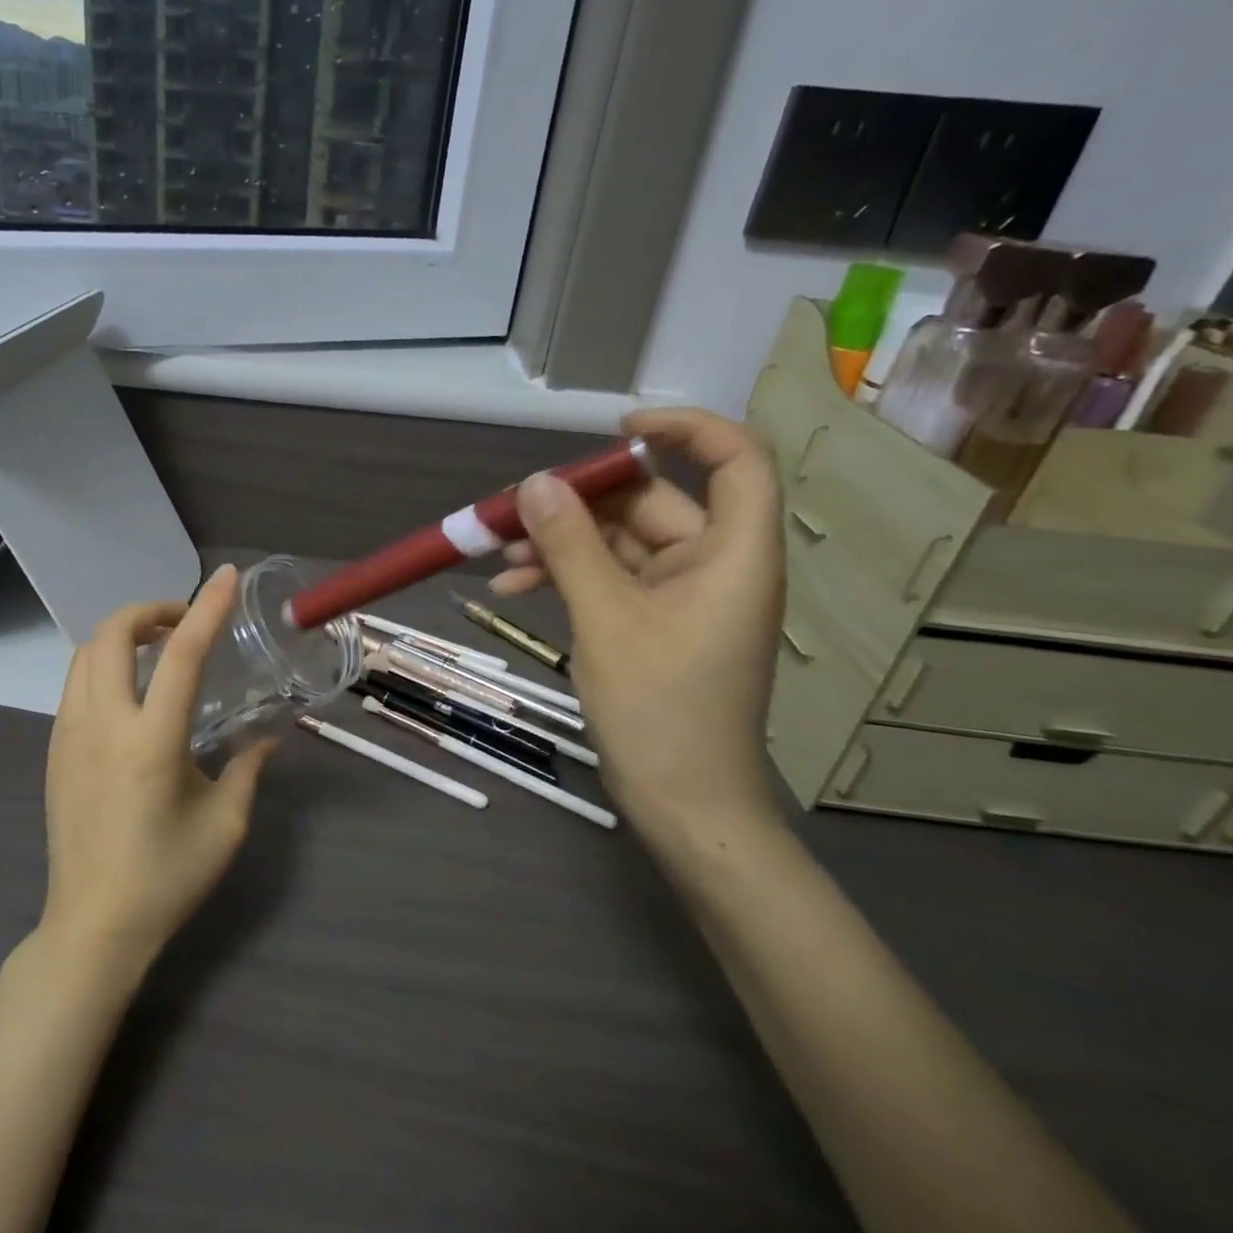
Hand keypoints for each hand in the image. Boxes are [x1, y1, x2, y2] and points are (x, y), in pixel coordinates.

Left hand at [39, 564, 275, 972]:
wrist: (92, 928)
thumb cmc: (165, 878)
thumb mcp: (224, 825)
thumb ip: (247, 769)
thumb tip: (270, 738)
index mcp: (151, 741)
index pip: (182, 655)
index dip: (207, 608)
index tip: (227, 577)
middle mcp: (103, 725)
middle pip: (112, 634)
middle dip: (150, 610)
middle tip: (184, 623)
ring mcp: (70, 736)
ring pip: (86, 654)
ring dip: (123, 636)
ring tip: (158, 651)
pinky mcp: (55, 751)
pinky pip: (76, 684)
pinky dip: (104, 665)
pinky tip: (131, 693)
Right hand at [492, 409, 784, 845]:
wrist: (683, 803)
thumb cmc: (659, 709)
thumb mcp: (606, 619)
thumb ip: (570, 545)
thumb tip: (534, 482)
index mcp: (732, 554)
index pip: (734, 459)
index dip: (684, 428)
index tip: (615, 428)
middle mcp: (714, 564)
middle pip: (651, 503)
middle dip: (578, 505)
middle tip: (511, 511)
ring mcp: (683, 596)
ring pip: (619, 543)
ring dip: (561, 545)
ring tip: (497, 556)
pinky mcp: (655, 622)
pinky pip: (610, 579)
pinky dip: (567, 578)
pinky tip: (513, 589)